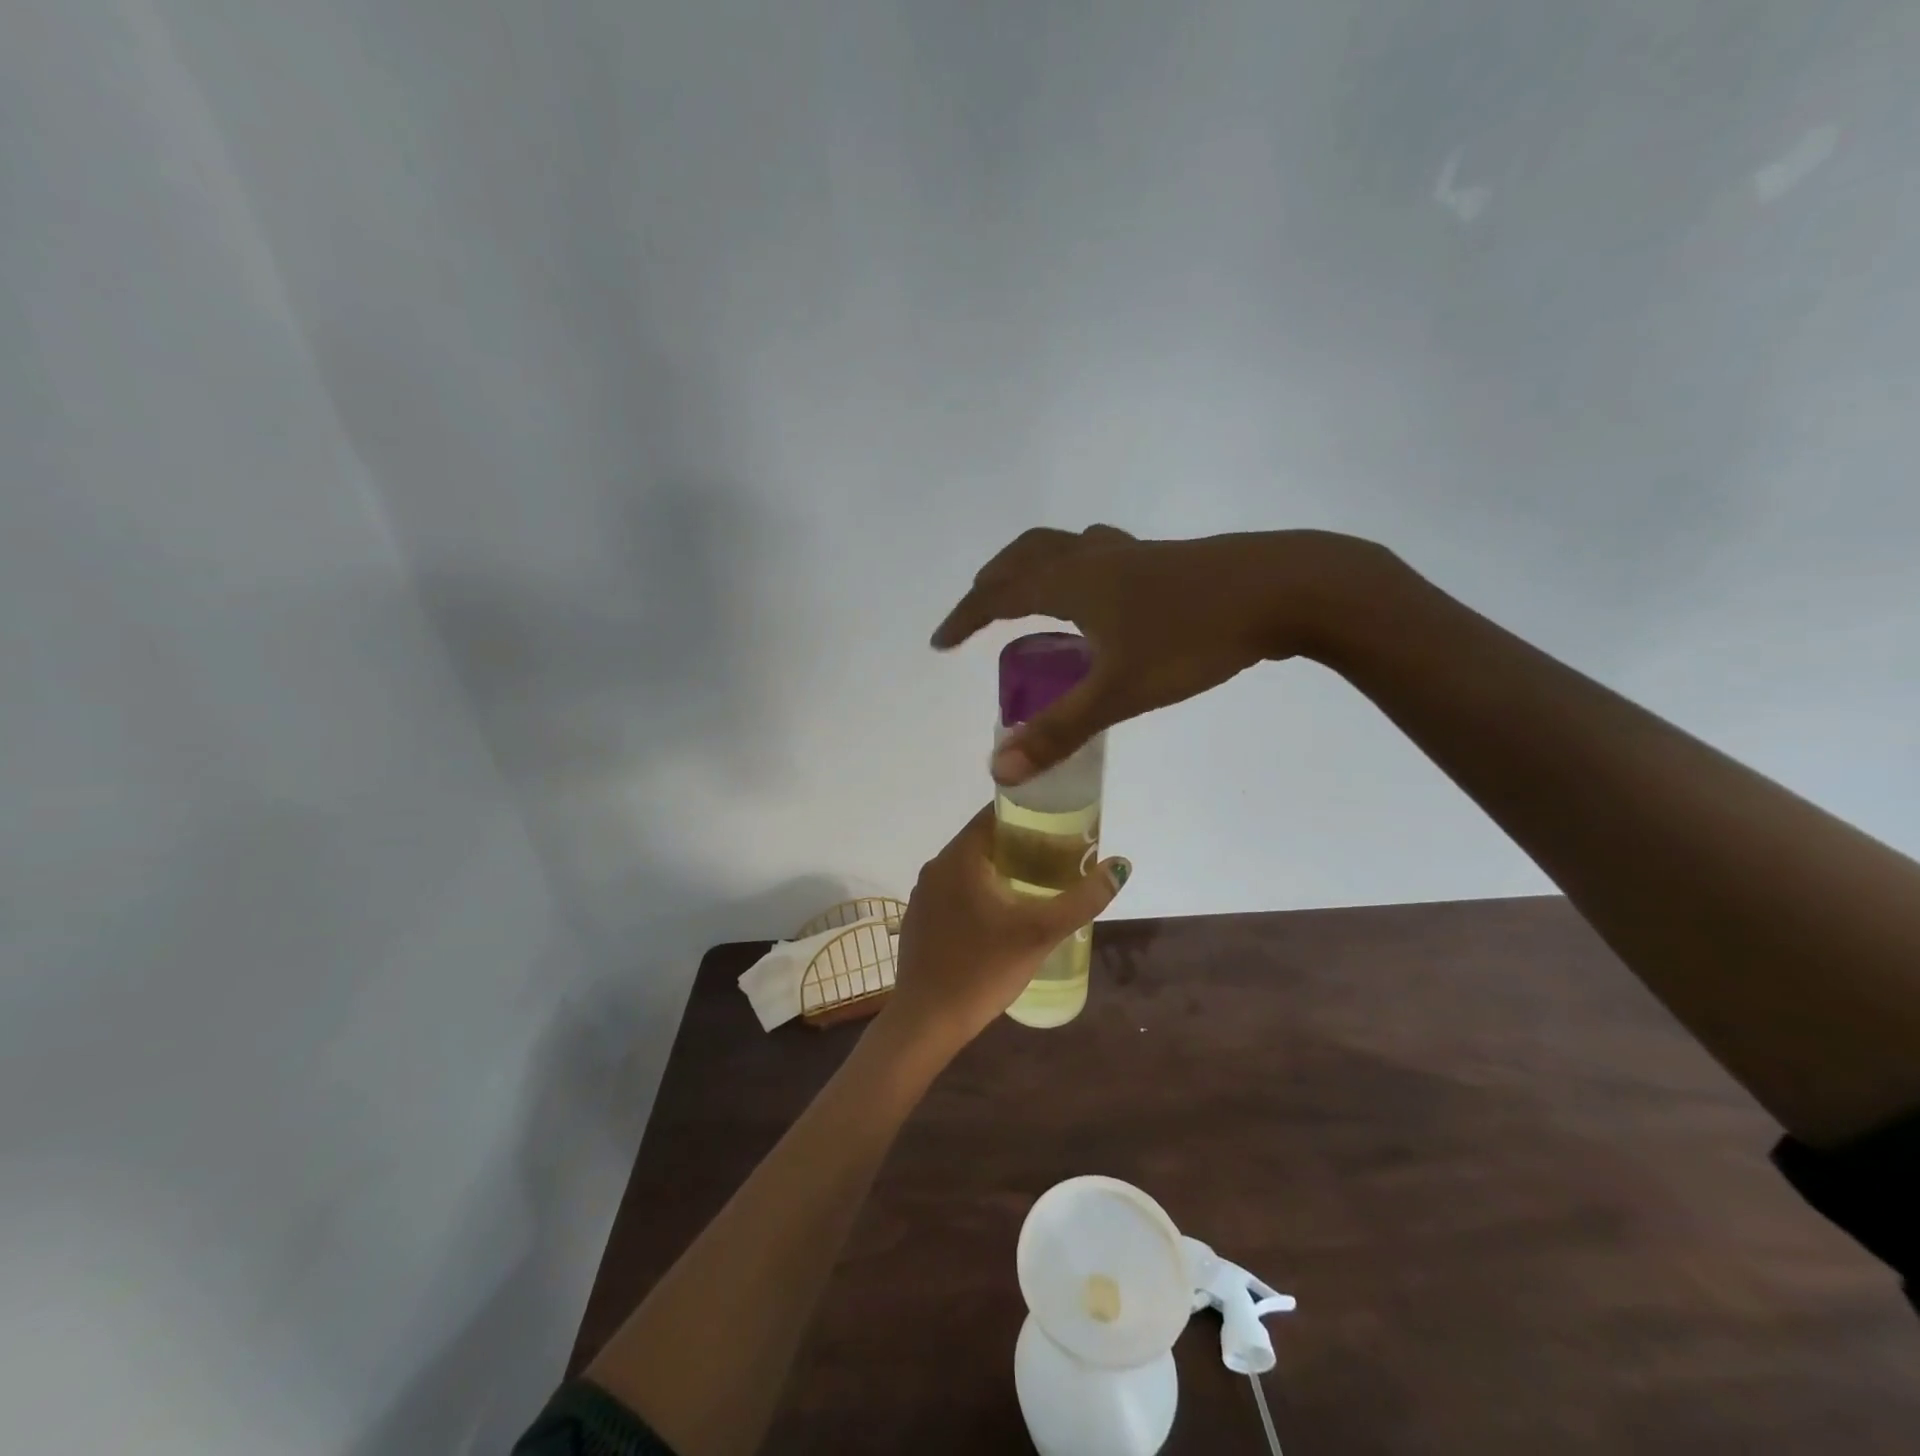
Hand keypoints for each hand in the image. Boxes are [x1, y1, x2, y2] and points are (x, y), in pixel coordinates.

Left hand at [881, 805, 1130, 1053]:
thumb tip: (1119, 866)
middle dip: (1021, 844)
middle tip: (1059, 858)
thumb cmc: (983, 970)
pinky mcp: (920, 918)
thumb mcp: (1041, 933)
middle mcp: (936, 866)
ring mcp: (924, 893)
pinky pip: (955, 890)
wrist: (926, 1021)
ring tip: (1038, 885)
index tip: (1061, 825)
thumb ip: (1083, 899)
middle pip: (984, 839)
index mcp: (959, 857)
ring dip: (1002, 868)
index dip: (1029, 813)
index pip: (995, 814)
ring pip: (969, 866)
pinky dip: (981, 890)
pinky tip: (1003, 915)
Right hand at [931, 525, 1387, 783]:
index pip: (999, 595)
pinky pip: (1100, 557)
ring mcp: (1133, 554)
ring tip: (1029, 599)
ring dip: (1034, 568)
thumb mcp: (1121, 692)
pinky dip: (1076, 572)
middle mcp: (1095, 558)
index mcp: (1073, 582)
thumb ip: (1060, 732)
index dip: (965, 617)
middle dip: (994, 582)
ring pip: (1065, 548)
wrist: (1285, 588)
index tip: (940, 642)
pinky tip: (1100, 600)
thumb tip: (1000, 769)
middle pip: (1027, 555)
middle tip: (978, 611)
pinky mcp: (1165, 561)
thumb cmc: (1194, 638)